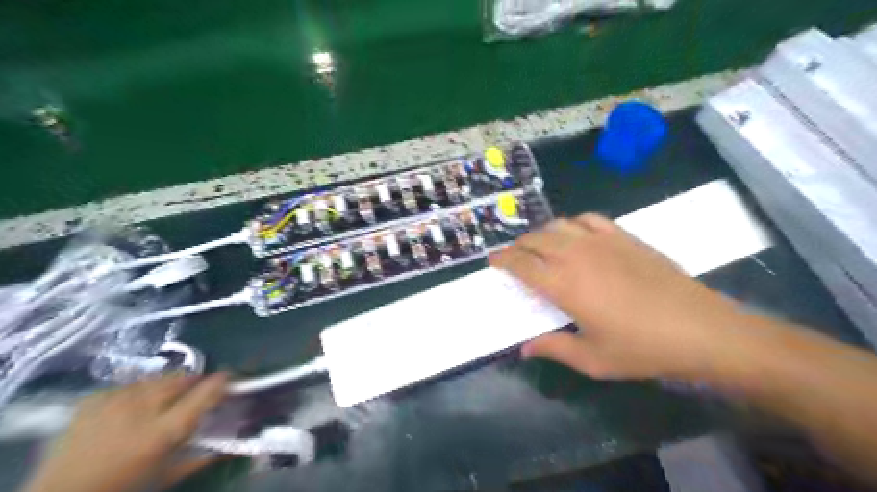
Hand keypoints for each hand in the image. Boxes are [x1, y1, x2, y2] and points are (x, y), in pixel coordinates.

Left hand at [25, 373, 228, 490]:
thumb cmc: (123, 490)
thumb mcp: (168, 477)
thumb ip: (202, 456)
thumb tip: (235, 447)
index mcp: (162, 432)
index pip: (203, 394)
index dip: (221, 382)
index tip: (230, 378)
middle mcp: (140, 410)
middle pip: (180, 379)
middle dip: (195, 381)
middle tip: (198, 391)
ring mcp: (113, 402)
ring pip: (156, 379)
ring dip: (168, 385)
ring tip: (166, 399)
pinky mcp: (93, 400)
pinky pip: (128, 385)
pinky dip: (139, 392)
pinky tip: (134, 406)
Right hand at [491, 214, 749, 382]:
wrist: (700, 329)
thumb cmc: (642, 348)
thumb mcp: (593, 359)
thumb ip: (554, 349)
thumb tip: (524, 349)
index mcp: (563, 285)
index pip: (521, 264)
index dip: (503, 260)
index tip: (492, 261)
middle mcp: (576, 255)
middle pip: (535, 239)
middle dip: (518, 246)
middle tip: (514, 258)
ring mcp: (601, 241)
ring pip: (558, 225)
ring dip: (542, 233)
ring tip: (540, 246)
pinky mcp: (623, 236)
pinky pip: (588, 219)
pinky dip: (572, 224)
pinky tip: (575, 235)